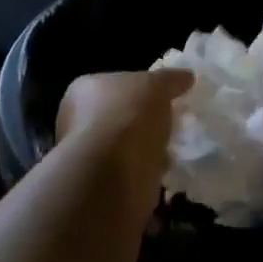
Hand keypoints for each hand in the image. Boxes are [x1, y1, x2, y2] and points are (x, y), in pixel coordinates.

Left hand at [57, 69, 192, 188]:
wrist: (112, 174)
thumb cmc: (127, 116)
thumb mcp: (156, 85)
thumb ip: (170, 80)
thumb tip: (186, 76)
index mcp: (83, 90)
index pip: (113, 84)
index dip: (138, 89)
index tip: (162, 97)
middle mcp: (76, 121)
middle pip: (116, 115)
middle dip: (141, 121)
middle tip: (169, 123)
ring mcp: (85, 155)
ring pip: (122, 146)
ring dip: (144, 148)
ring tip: (171, 148)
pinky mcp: (99, 184)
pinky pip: (128, 171)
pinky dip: (144, 171)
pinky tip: (161, 170)